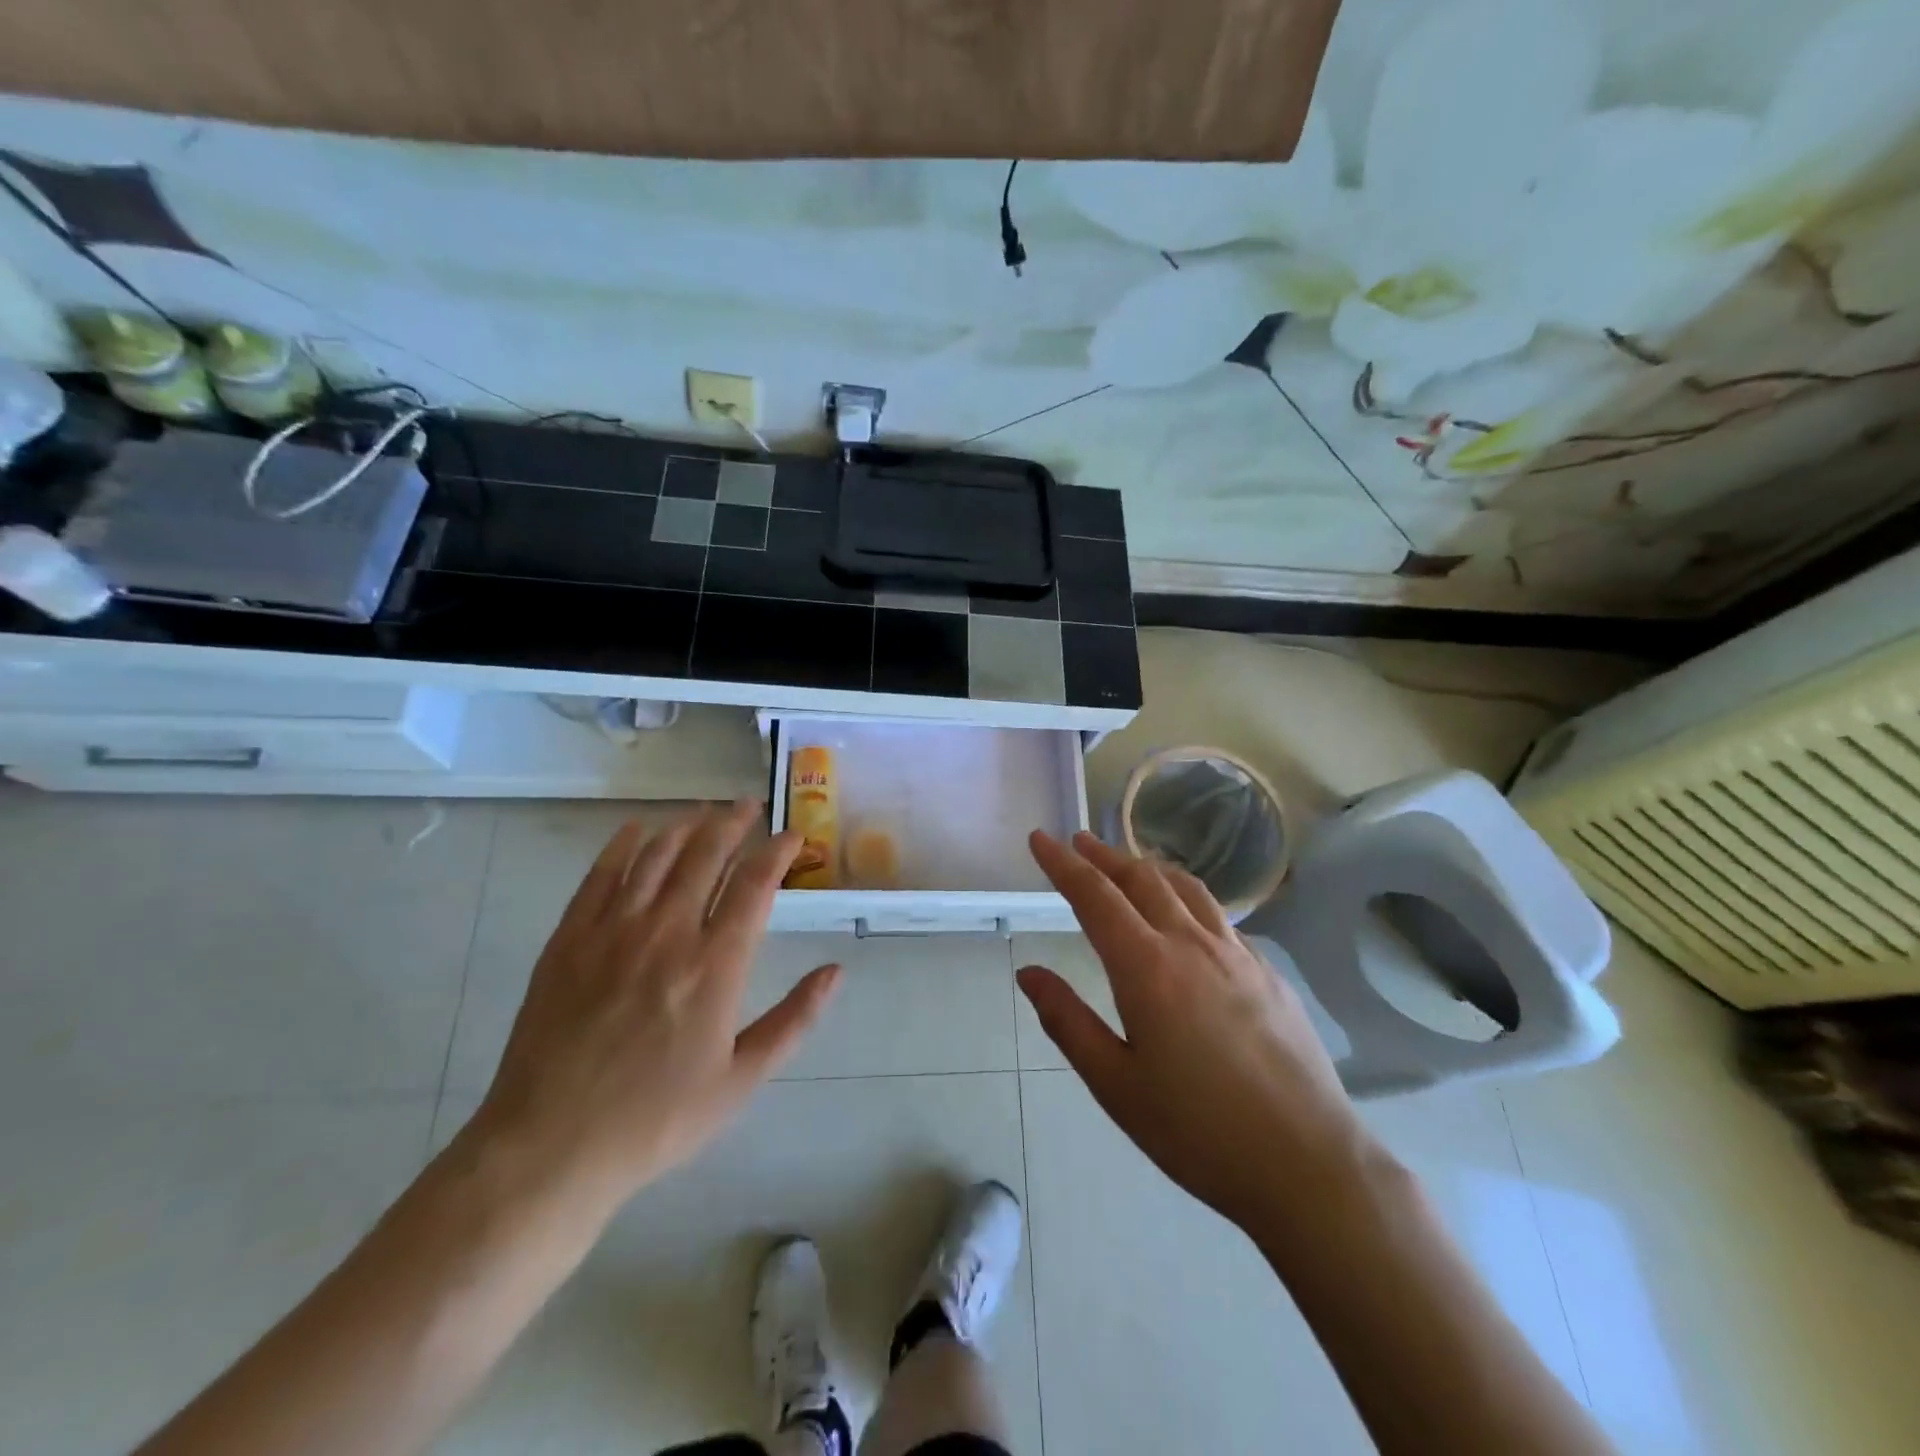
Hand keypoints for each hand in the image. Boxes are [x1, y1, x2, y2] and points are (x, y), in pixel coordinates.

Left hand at [468, 802, 840, 1218]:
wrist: (550, 1148)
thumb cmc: (657, 1119)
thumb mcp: (741, 1080)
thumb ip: (794, 1020)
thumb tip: (835, 971)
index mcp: (715, 966)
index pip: (754, 884)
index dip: (777, 851)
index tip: (792, 836)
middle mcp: (668, 933)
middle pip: (705, 854)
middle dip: (733, 823)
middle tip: (748, 806)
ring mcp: (613, 932)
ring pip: (655, 856)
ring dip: (684, 826)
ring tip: (704, 812)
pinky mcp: (569, 940)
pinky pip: (600, 875)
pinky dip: (622, 845)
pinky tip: (636, 830)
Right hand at [1018, 831, 1374, 1233]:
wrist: (1309, 1165)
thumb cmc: (1199, 1132)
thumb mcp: (1116, 1085)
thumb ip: (1067, 1021)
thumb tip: (1029, 973)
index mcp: (1147, 968)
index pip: (1095, 895)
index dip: (1063, 864)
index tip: (1041, 838)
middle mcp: (1192, 944)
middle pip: (1142, 878)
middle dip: (1104, 855)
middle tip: (1079, 842)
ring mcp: (1238, 955)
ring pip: (1186, 888)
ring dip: (1148, 868)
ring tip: (1128, 865)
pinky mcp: (1269, 973)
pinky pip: (1219, 916)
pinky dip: (1188, 898)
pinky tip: (1188, 918)